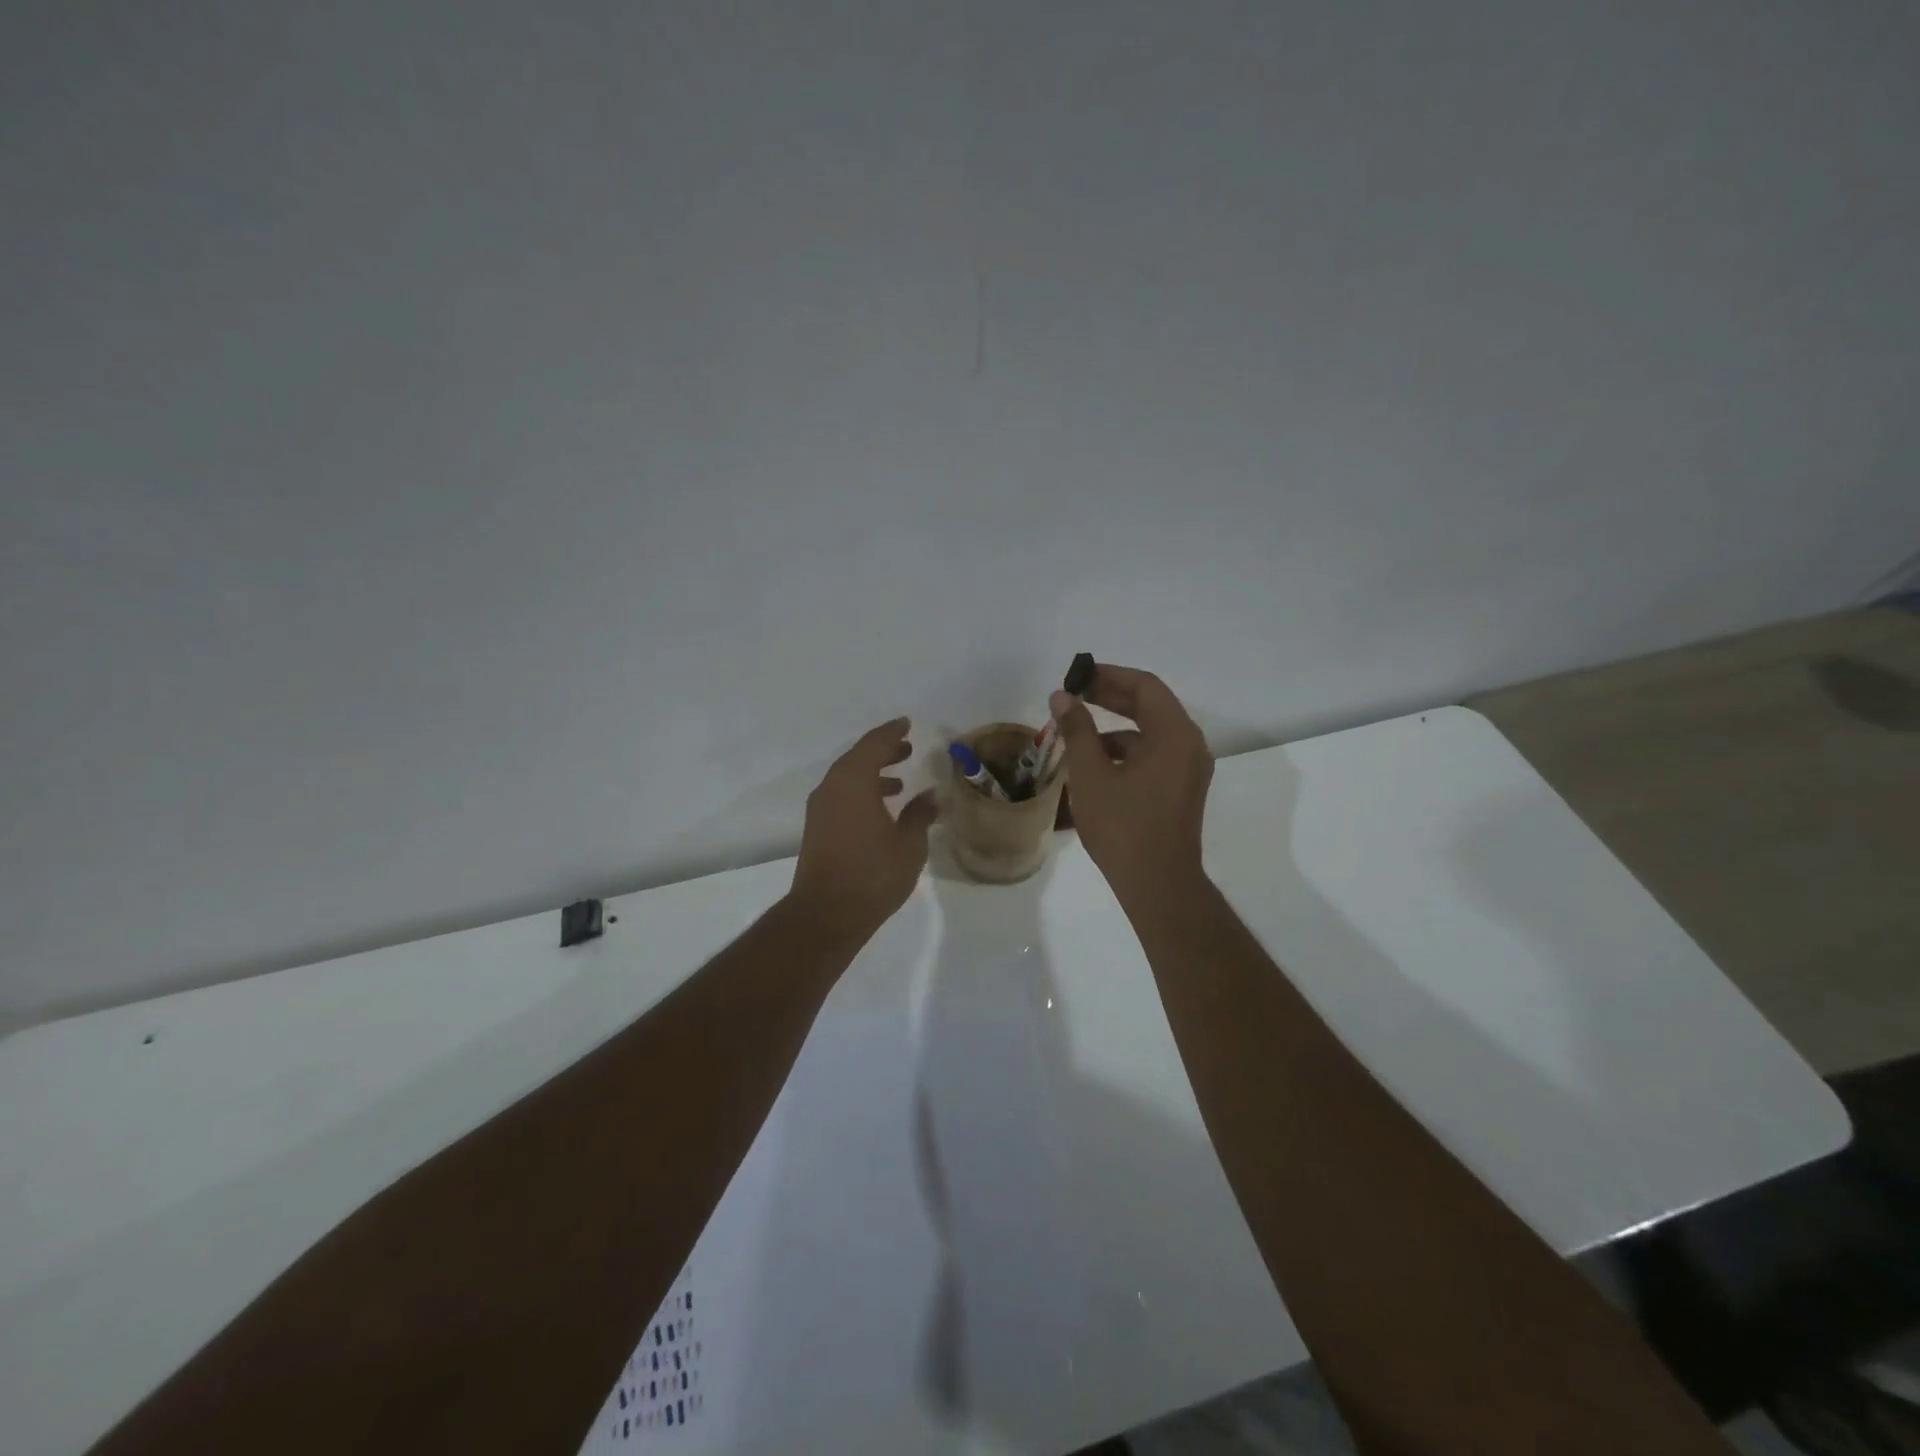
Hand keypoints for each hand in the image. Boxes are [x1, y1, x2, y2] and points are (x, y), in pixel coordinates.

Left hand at [789, 717, 937, 941]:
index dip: (892, 732)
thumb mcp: (909, 843)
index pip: (874, 744)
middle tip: (907, 748)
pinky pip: (842, 795)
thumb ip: (921, 814)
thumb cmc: (873, 874)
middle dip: (883, 751)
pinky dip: (862, 791)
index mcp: (853, 781)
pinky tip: (882, 808)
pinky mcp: (818, 828)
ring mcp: (821, 808)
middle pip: (858, 757)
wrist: (826, 914)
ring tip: (900, 780)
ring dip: (873, 772)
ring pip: (848, 777)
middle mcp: (832, 787)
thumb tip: (932, 795)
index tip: (907, 723)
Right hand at [1050, 666, 1213, 900]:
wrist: (1157, 884)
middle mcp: (1190, 745)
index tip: (1077, 676)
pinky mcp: (1181, 789)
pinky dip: (1124, 753)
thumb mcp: (1091, 774)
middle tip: (1073, 694)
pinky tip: (1093, 765)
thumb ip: (1077, 729)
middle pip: (1150, 706)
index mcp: (1175, 734)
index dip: (1109, 675)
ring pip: (1149, 734)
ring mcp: (1188, 769)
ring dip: (1114, 728)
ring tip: (1075, 734)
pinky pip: (1152, 756)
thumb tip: (1062, 696)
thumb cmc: (1123, 825)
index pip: (1145, 686)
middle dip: (1110, 697)